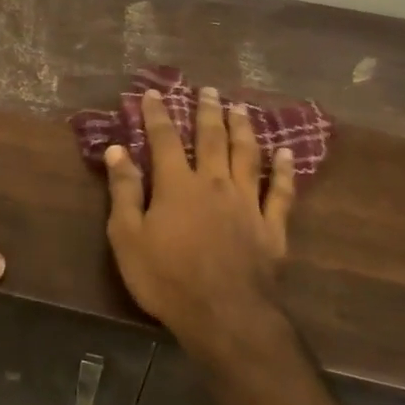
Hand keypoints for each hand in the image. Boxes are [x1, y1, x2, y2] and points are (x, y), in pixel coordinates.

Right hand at [104, 87, 296, 343]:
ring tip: (240, 108)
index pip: (165, 139)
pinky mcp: (272, 226)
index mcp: (177, 185)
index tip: (153, 93)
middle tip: (208, 89)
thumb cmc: (167, 277)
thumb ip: (124, 190)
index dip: (158, 114)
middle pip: (212, 138)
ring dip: (243, 129)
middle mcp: (214, 183)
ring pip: (247, 155)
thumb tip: (117, 149)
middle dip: (207, 111)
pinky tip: (287, 153)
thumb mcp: (128, 236)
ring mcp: (247, 203)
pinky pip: (280, 191)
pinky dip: (285, 170)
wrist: (223, 315)